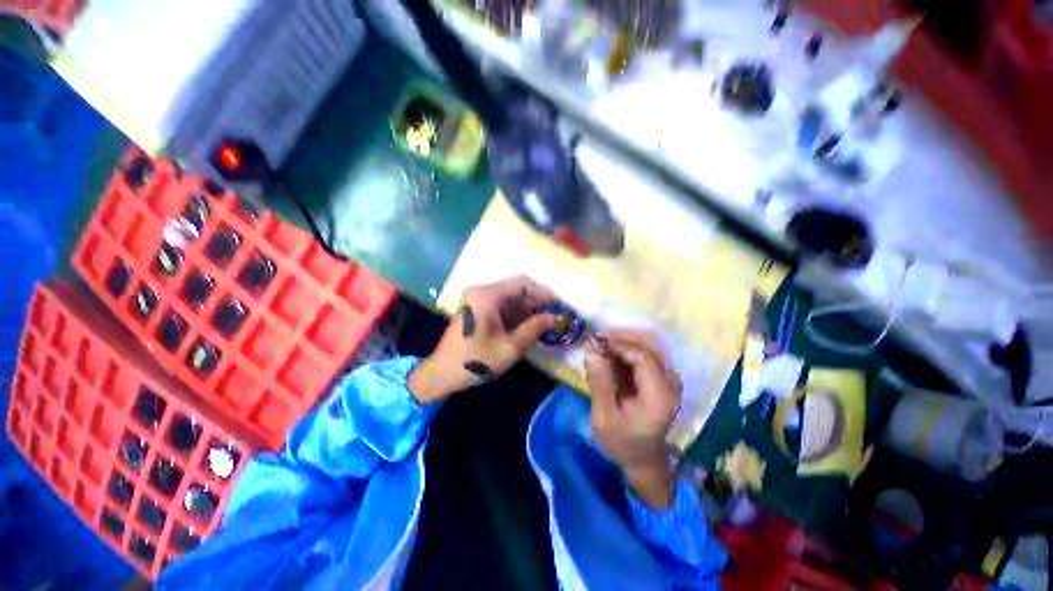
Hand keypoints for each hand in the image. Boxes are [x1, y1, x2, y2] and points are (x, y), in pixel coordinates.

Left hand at [409, 276, 556, 403]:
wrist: (441, 374)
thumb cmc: (475, 361)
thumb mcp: (510, 347)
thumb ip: (534, 329)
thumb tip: (555, 318)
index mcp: (487, 295)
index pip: (522, 283)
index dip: (543, 292)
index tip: (559, 303)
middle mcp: (482, 292)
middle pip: (516, 289)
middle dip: (536, 301)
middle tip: (556, 313)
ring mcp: (478, 300)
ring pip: (510, 298)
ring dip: (528, 309)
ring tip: (546, 321)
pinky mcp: (477, 310)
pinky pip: (502, 306)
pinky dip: (516, 314)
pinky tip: (529, 325)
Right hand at [586, 332, 681, 509]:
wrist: (643, 461)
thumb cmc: (622, 444)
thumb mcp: (604, 420)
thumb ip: (600, 385)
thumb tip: (592, 353)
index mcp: (659, 396)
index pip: (644, 357)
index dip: (619, 344)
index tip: (596, 341)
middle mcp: (670, 384)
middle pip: (651, 345)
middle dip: (623, 337)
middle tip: (598, 339)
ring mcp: (670, 380)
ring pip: (651, 345)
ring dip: (626, 340)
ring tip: (603, 344)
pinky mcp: (664, 379)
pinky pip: (648, 353)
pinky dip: (629, 348)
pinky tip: (612, 354)